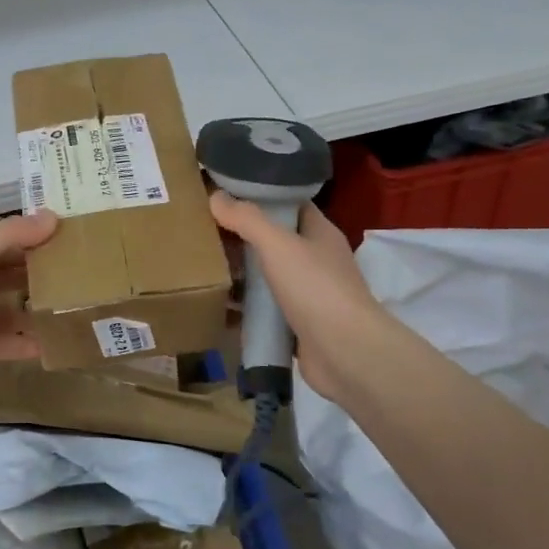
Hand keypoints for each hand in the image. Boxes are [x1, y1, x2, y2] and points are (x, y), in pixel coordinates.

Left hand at [0, 211, 58, 381]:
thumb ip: (13, 234)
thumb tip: (55, 217)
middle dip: (35, 275)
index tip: (63, 239)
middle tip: (76, 276)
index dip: (27, 238)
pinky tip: (49, 346)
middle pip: (3, 275)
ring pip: (4, 311)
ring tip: (69, 311)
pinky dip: (20, 345)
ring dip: (31, 312)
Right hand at [209, 192, 384, 402]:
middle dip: (242, 236)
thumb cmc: (316, 288)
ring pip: (268, 276)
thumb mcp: (278, 244)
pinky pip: (265, 309)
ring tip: (202, 265)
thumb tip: (216, 196)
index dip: (260, 196)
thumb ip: (247, 219)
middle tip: (204, 230)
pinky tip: (217, 304)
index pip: (289, 204)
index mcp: (320, 233)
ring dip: (240, 273)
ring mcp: (308, 294)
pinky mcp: (297, 325)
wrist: (345, 353)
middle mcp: (316, 260)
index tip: (225, 194)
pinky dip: (244, 307)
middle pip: (274, 240)